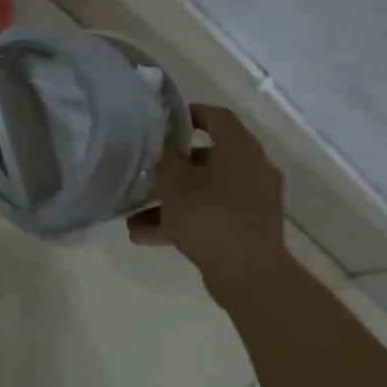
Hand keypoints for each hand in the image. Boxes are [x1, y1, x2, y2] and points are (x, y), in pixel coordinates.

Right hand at [128, 105, 289, 303]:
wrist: (249, 274)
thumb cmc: (210, 216)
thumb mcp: (176, 183)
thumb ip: (167, 158)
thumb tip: (166, 145)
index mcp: (240, 149)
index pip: (217, 117)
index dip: (190, 113)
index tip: (165, 120)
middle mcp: (252, 169)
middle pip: (208, 158)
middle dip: (173, 168)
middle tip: (147, 171)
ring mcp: (252, 200)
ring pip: (205, 191)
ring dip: (172, 201)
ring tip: (135, 217)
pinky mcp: (247, 228)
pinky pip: (211, 215)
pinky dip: (183, 221)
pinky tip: (146, 237)